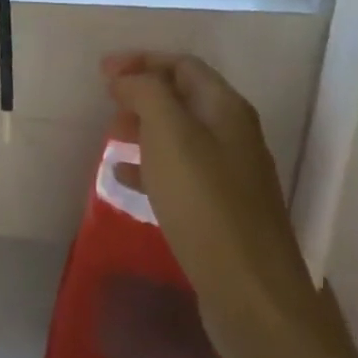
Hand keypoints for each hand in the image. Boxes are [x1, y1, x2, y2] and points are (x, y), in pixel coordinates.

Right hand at [104, 53, 337, 357]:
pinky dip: (150, 168)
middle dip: (141, 95)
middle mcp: (234, 136)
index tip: (103, 73)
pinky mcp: (222, 213)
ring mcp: (231, 177)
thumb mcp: (169, 133)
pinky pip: (180, 174)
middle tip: (107, 105)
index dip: (142, 61)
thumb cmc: (206, 203)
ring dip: (143, 130)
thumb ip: (146, 92)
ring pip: (179, 137)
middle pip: (182, 98)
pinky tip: (124, 181)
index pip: (182, 65)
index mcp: (226, 109)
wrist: (253, 296)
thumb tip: (126, 77)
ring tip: (111, 139)